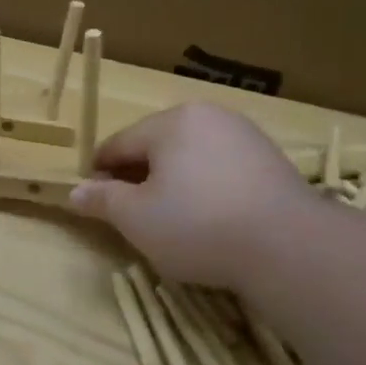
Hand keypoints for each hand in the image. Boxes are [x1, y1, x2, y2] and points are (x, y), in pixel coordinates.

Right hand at [68, 103, 311, 288]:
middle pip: (156, 147)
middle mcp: (208, 117)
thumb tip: (75, 192)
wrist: (290, 247)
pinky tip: (209, 220)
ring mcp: (245, 136)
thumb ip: (102, 200)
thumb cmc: (197, 225)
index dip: (99, 173)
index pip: (118, 144)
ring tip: (171, 222)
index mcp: (170, 122)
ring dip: (173, 184)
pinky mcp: (272, 161)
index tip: (93, 202)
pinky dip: (206, 189)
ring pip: (190, 158)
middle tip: (131, 216)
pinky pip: (221, 170)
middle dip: (138, 177)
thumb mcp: (135, 218)